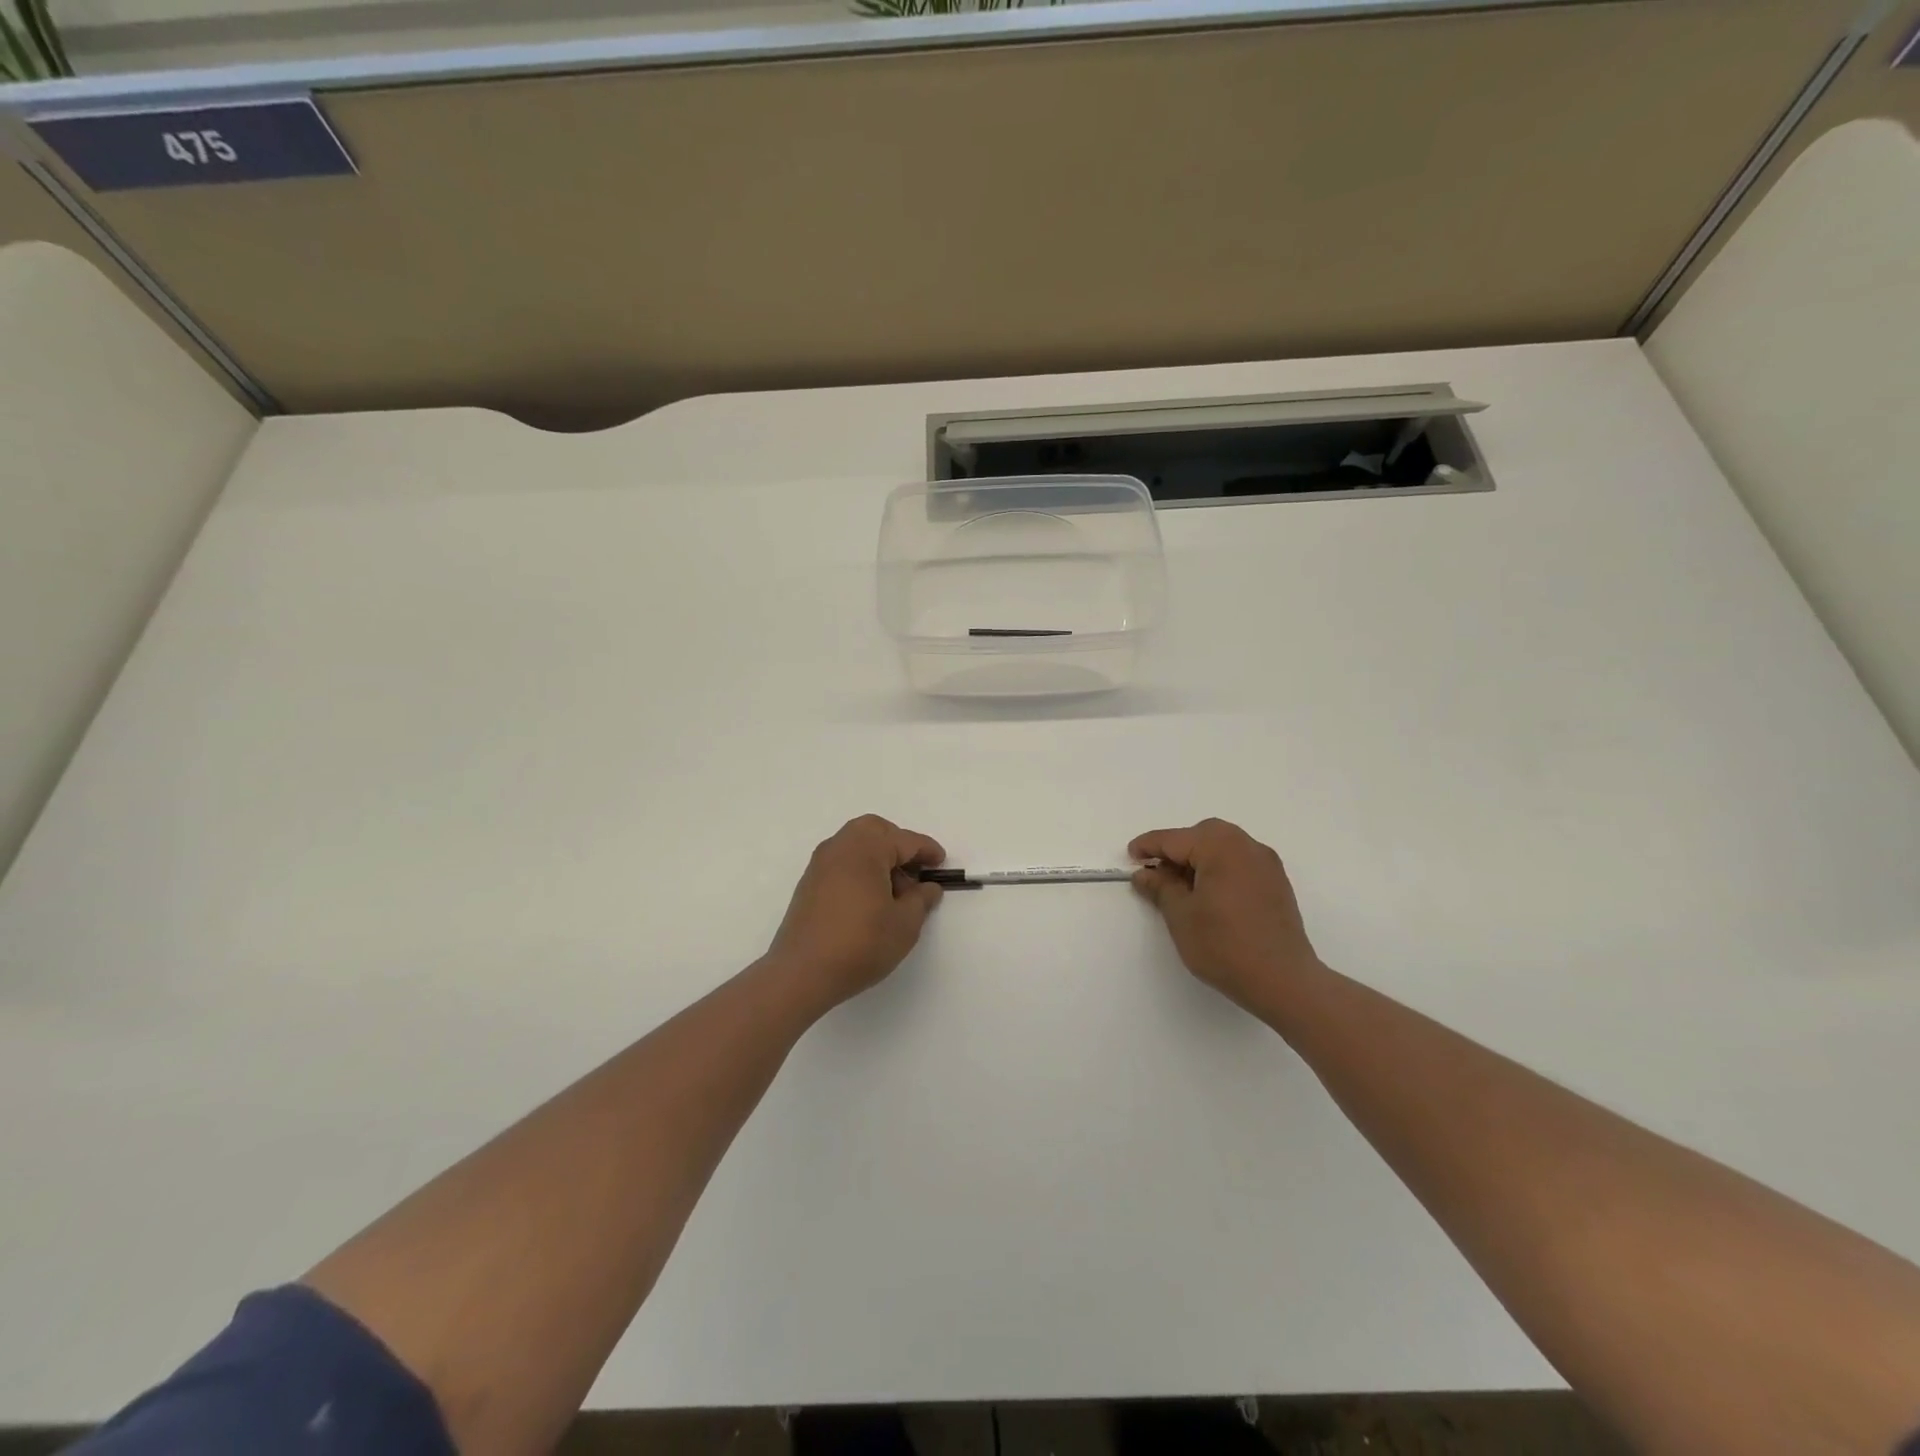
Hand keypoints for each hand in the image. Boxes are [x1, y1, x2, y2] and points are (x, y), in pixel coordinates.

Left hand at [767, 815, 945, 1011]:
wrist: (802, 973)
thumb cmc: (861, 943)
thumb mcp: (904, 924)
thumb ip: (921, 900)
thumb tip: (927, 887)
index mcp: (866, 848)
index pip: (904, 840)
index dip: (927, 850)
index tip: (941, 863)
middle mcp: (840, 847)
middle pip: (875, 831)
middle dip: (898, 844)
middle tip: (915, 870)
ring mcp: (820, 864)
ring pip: (855, 845)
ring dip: (878, 857)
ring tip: (895, 891)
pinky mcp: (809, 884)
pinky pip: (842, 863)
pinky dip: (860, 869)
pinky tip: (870, 899)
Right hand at [1129, 818, 1324, 1016]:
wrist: (1284, 981)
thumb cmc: (1225, 945)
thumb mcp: (1181, 916)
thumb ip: (1160, 888)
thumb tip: (1145, 874)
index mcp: (1220, 847)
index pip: (1174, 839)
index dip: (1149, 847)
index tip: (1130, 857)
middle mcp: (1247, 846)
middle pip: (1202, 836)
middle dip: (1176, 850)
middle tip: (1157, 874)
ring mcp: (1267, 864)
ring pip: (1223, 848)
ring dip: (1199, 860)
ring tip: (1181, 888)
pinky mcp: (1277, 883)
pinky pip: (1240, 863)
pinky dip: (1219, 870)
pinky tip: (1209, 896)